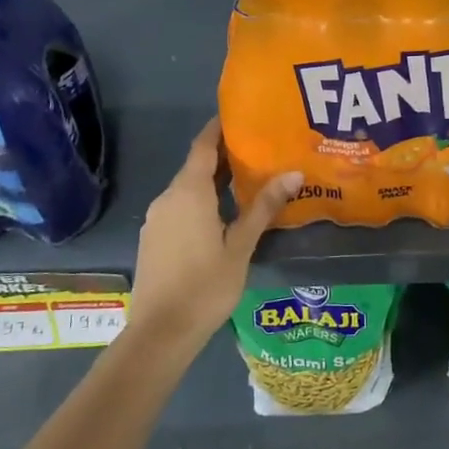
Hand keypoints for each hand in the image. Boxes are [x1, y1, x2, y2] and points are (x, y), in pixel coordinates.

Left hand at [129, 119, 301, 351]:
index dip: (219, 128)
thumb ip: (265, 207)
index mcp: (188, 193)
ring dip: (214, 181)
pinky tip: (224, 214)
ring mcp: (157, 219)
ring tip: (248, 180)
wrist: (160, 333)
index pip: (203, 146)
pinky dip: (202, 201)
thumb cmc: (205, 286)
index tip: (241, 116)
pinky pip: (180, 207)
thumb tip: (294, 173)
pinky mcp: (154, 239)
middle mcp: (168, 198)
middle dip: (224, 156)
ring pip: (188, 189)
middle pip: (196, 166)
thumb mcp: (242, 245)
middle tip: (259, 149)